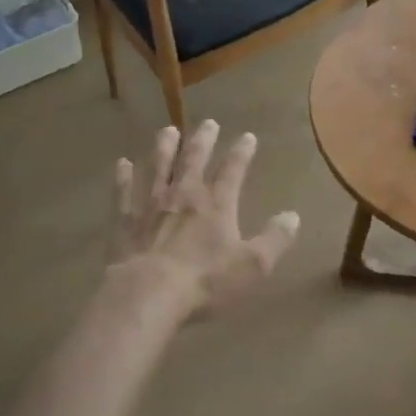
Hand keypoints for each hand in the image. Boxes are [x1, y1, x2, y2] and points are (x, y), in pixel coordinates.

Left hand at [106, 120, 299, 319]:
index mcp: (216, 204)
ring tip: (168, 131)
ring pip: (159, 166)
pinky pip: (123, 192)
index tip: (247, 136)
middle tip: (208, 122)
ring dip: (164, 147)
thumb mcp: (252, 265)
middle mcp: (184, 194)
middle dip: (203, 140)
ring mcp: (151, 203)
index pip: (232, 170)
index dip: (241, 152)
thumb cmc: (204, 281)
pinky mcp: (125, 219)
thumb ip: (275, 239)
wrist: (148, 293)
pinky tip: (122, 164)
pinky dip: (123, 176)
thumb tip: (293, 216)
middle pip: (194, 159)